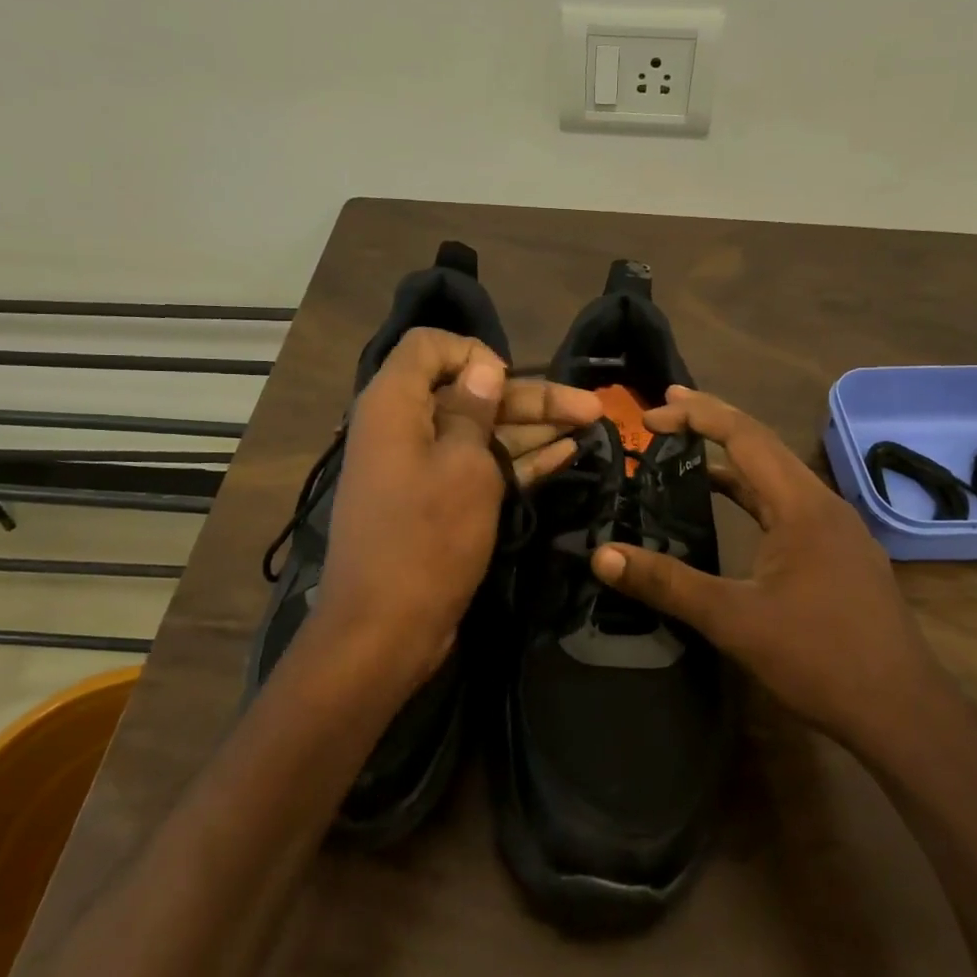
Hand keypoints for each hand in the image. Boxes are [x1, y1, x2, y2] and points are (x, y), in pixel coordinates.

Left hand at [314, 329, 599, 683]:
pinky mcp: (436, 502)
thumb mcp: (463, 466)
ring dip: (534, 427)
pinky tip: (565, 453)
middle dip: (530, 397)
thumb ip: (475, 409)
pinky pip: (479, 467)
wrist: (384, 630)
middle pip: (470, 392)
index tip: (510, 381)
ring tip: (591, 425)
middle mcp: (404, 427)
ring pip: (482, 432)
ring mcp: (421, 467)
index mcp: (394, 404)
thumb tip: (483, 367)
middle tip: (592, 408)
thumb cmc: (426, 539)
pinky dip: (518, 459)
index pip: (429, 347)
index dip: (473, 353)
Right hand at [590, 386, 939, 754]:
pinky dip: (752, 496)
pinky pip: (788, 506)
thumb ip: (667, 583)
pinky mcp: (840, 554)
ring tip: (686, 452)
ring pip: (777, 478)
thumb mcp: (734, 619)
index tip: (652, 413)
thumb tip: (603, 556)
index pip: (744, 436)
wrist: (902, 710)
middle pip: (762, 446)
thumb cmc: (819, 658)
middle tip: (664, 412)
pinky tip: (731, 511)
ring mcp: (837, 529)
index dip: (697, 415)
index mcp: (801, 505)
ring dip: (732, 462)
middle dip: (712, 423)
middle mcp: (823, 504)